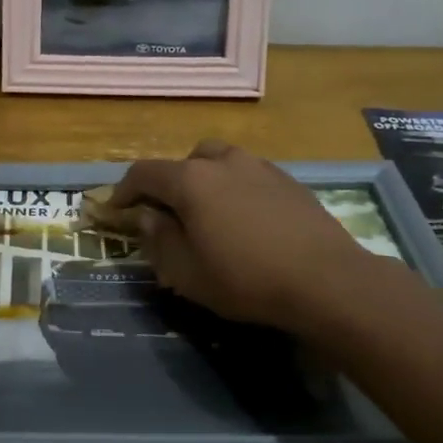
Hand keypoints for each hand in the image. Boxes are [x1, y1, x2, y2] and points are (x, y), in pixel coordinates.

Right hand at [113, 140, 401, 332]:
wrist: (327, 280)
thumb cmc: (245, 279)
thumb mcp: (186, 272)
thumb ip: (158, 239)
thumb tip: (146, 217)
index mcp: (191, 180)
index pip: (144, 173)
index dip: (124, 191)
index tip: (116, 211)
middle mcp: (223, 162)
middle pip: (185, 161)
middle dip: (169, 183)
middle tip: (168, 214)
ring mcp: (260, 167)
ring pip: (220, 163)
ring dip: (205, 182)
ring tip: (209, 214)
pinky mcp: (288, 181)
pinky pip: (248, 176)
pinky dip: (235, 189)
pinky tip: (246, 221)